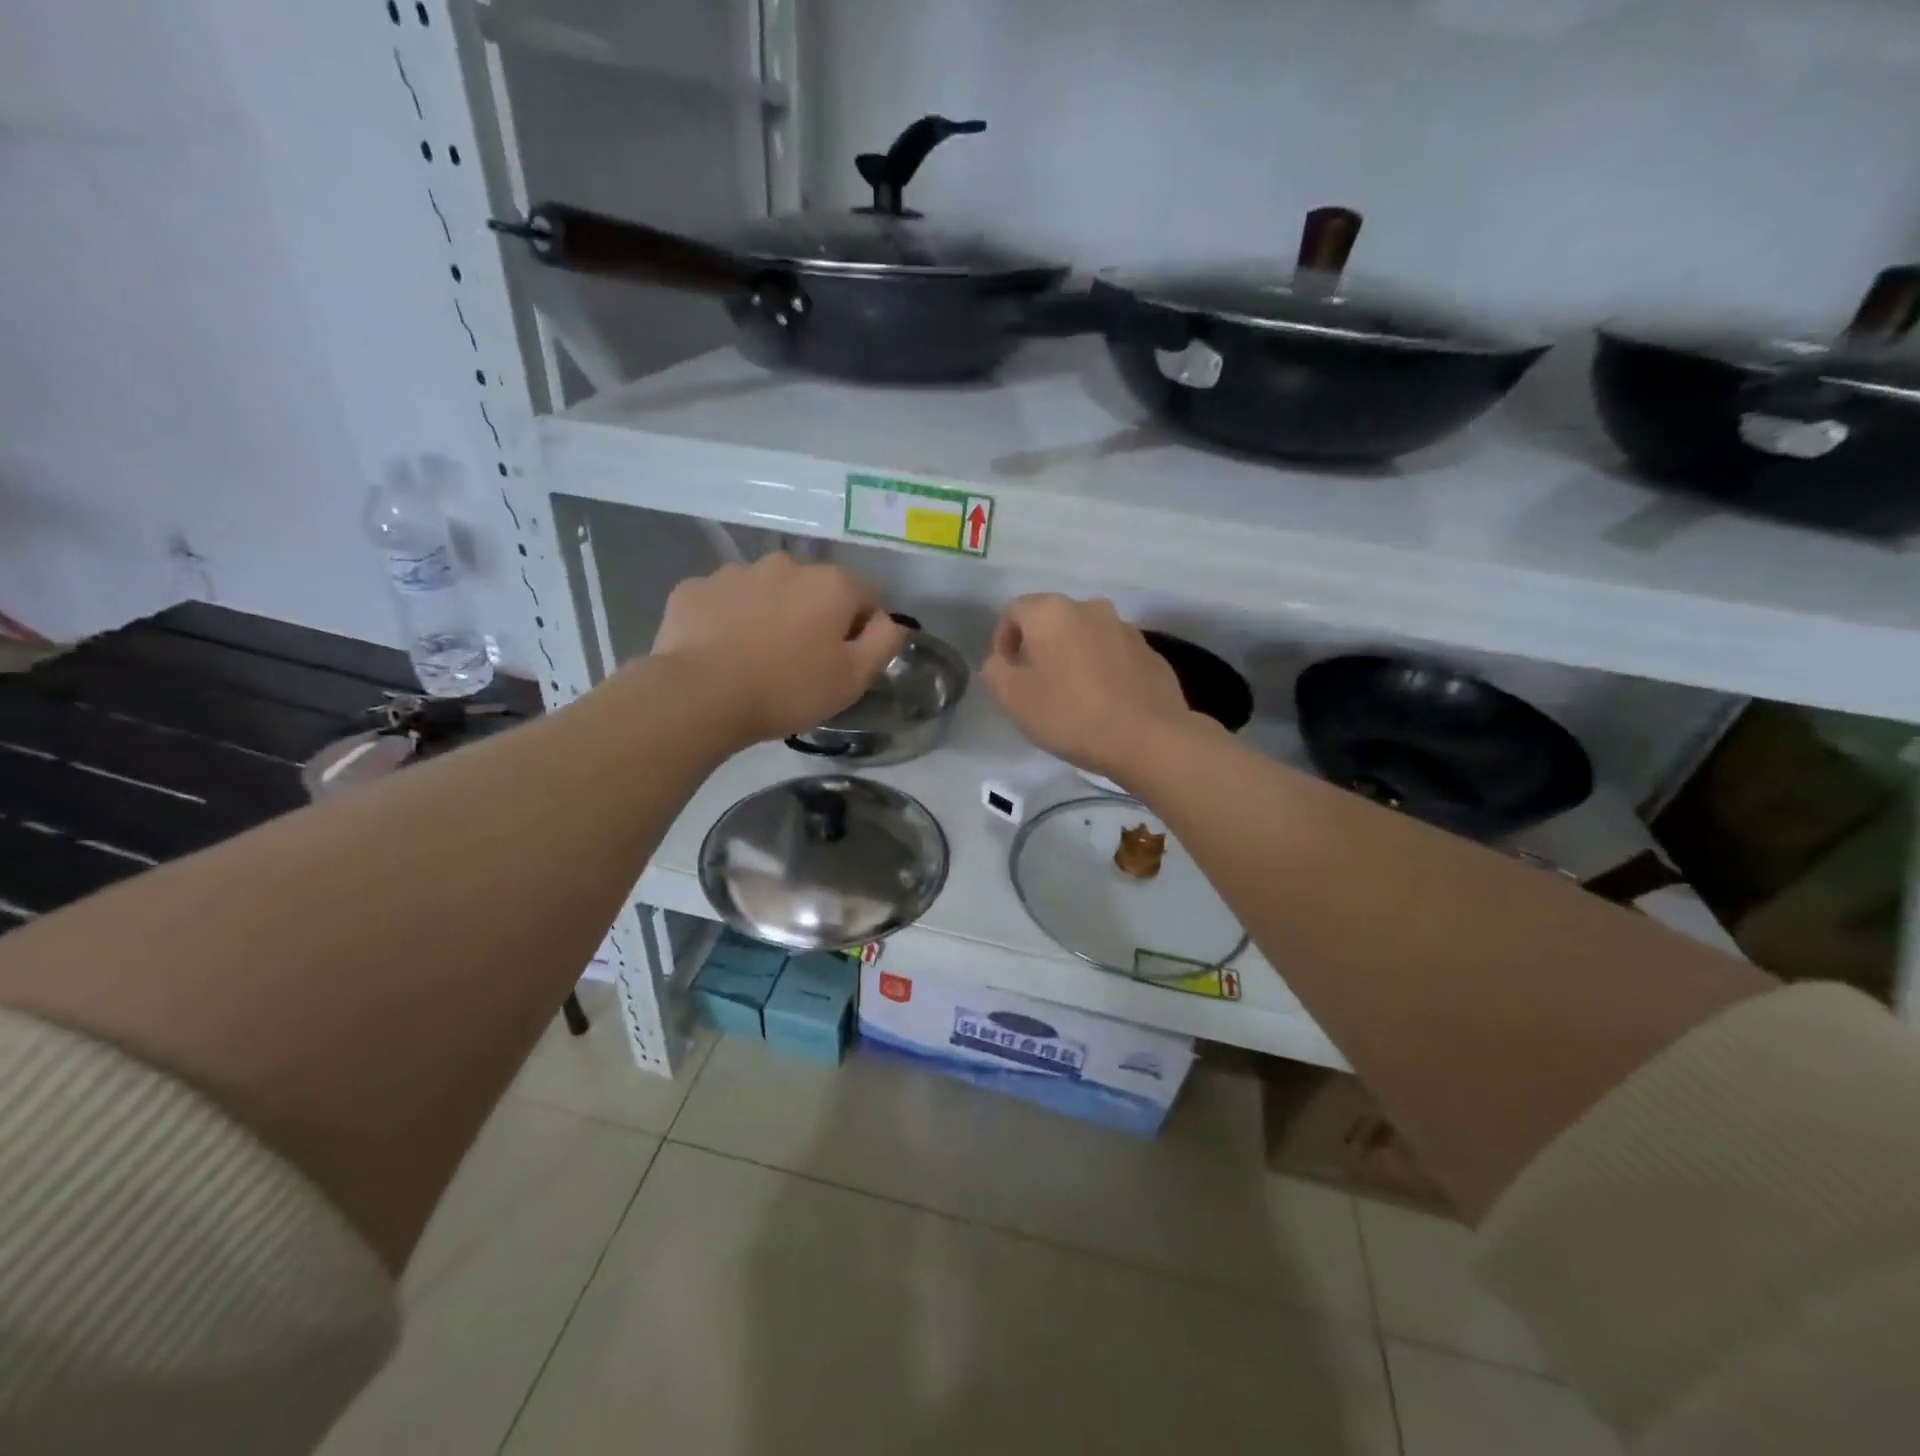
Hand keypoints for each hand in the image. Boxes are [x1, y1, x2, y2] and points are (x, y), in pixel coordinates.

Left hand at [649, 554, 906, 747]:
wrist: (700, 695)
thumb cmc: (788, 688)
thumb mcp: (854, 678)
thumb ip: (884, 642)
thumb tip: (890, 621)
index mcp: (831, 583)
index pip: (866, 598)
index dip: (861, 631)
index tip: (843, 662)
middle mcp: (785, 565)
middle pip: (813, 591)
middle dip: (813, 618)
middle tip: (800, 663)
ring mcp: (735, 572)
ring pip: (766, 592)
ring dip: (770, 615)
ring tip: (755, 659)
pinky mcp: (694, 589)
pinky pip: (723, 602)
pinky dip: (727, 620)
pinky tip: (720, 653)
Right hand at [981, 594, 1199, 783]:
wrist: (1149, 737)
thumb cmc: (1070, 714)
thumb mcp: (1013, 698)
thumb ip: (995, 671)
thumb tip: (1001, 661)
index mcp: (1052, 612)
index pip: (1014, 611)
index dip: (1003, 640)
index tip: (1006, 673)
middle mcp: (1090, 608)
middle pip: (1052, 621)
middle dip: (1039, 648)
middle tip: (1035, 686)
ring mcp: (1126, 628)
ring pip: (1086, 637)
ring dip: (1073, 658)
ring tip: (1071, 697)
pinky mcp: (1151, 653)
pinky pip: (1114, 656)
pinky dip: (1102, 671)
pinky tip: (1104, 704)